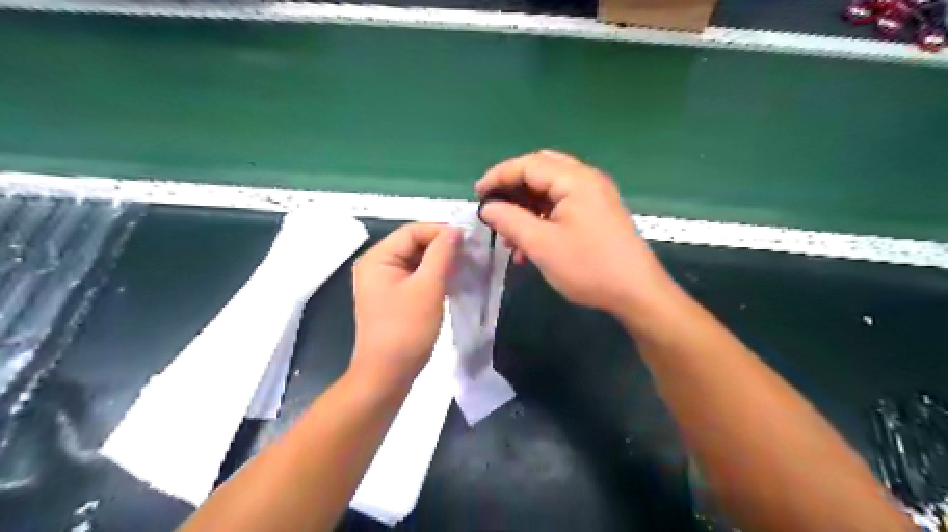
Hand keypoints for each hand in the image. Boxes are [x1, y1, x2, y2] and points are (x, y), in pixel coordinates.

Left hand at [353, 223, 461, 389]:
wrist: (387, 375)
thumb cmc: (406, 329)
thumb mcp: (428, 287)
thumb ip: (442, 254)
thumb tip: (455, 230)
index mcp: (377, 258)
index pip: (412, 231)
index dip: (440, 232)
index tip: (469, 241)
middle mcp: (376, 265)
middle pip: (413, 244)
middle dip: (441, 248)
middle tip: (471, 255)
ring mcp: (383, 283)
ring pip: (416, 262)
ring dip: (440, 262)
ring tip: (465, 267)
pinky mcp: (392, 298)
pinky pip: (415, 277)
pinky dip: (433, 277)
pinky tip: (452, 281)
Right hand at [478, 149, 668, 315]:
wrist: (637, 293)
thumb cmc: (588, 267)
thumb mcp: (541, 244)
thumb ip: (510, 220)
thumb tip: (488, 207)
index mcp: (575, 180)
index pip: (528, 164)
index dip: (498, 176)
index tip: (477, 194)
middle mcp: (587, 180)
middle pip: (540, 172)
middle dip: (513, 190)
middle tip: (494, 208)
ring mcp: (595, 197)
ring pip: (550, 192)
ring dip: (526, 210)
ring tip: (510, 238)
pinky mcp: (597, 215)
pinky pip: (562, 208)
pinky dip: (542, 220)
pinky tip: (530, 247)